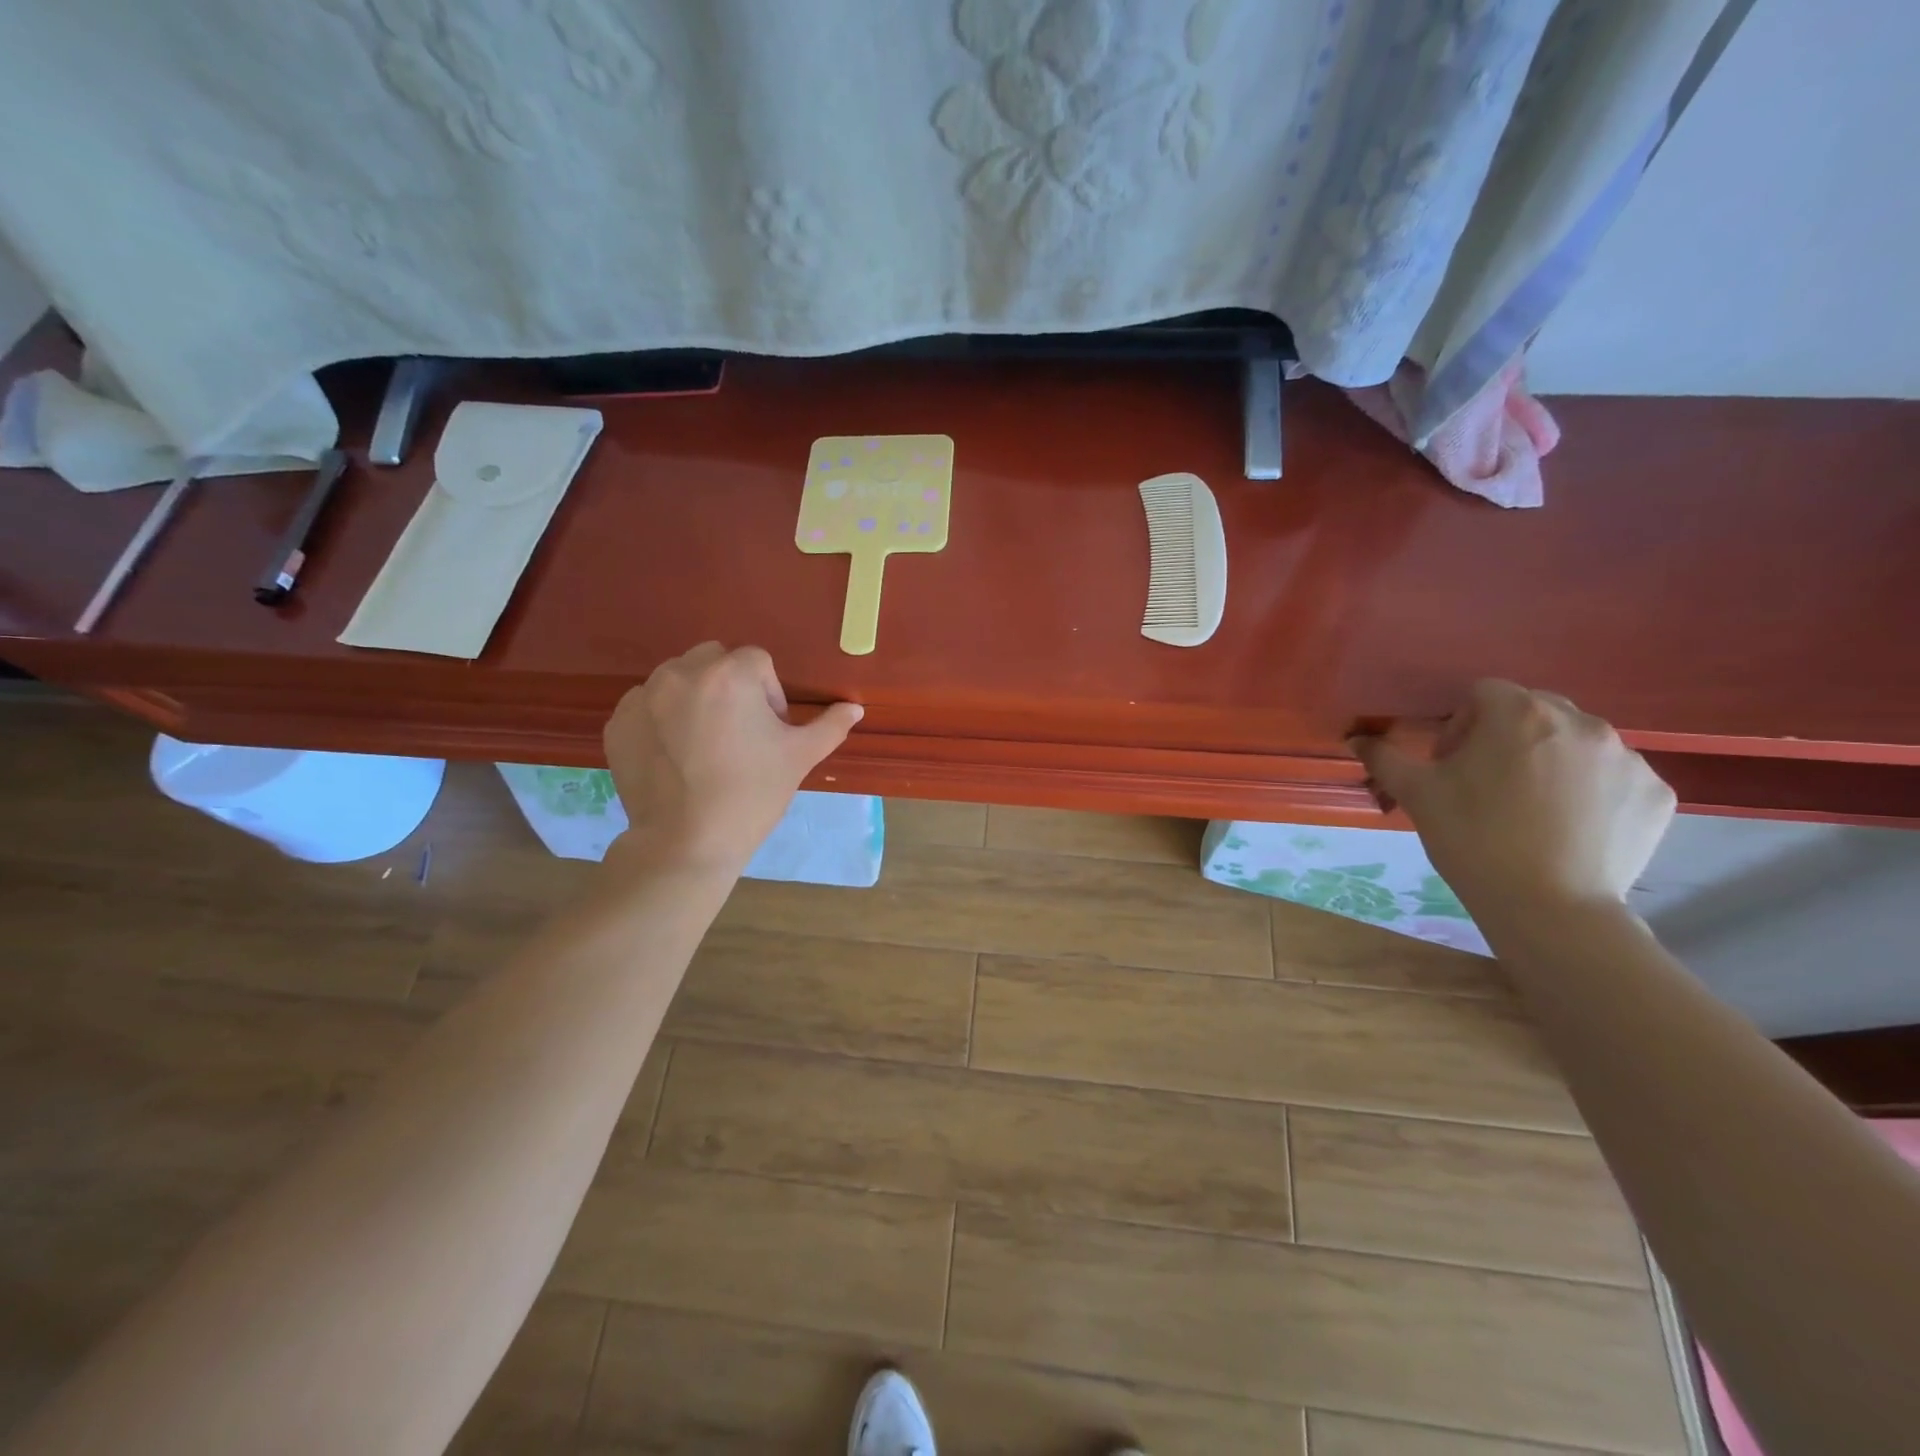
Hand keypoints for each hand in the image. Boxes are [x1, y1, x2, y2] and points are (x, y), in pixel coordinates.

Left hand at [602, 643, 862, 874]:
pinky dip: (661, 719)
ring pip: (678, 679)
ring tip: (704, 745)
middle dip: (730, 685)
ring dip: (695, 698)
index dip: (769, 693)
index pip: (757, 661)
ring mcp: (643, 696)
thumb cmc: (752, 794)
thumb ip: (830, 726)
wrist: (686, 842)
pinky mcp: (618, 721)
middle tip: (738, 732)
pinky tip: (674, 755)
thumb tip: (855, 707)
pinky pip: (647, 705)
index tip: (769, 730)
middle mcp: (682, 673)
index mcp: (730, 674)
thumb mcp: (800, 757)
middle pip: (714, 660)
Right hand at [1351, 680, 1675, 912]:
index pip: (1484, 693)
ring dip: (1552, 760)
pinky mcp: (1657, 794)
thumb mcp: (1417, 794)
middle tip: (1487, 782)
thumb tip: (1357, 738)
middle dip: (1508, 736)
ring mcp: (1628, 758)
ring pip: (1579, 742)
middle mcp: (1583, 723)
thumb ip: (1385, 757)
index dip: (1460, 722)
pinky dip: (1593, 791)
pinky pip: (1616, 777)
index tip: (1451, 762)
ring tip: (1531, 808)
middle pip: (1536, 710)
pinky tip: (1571, 826)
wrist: (1548, 907)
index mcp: (1520, 714)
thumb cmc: (1472, 839)